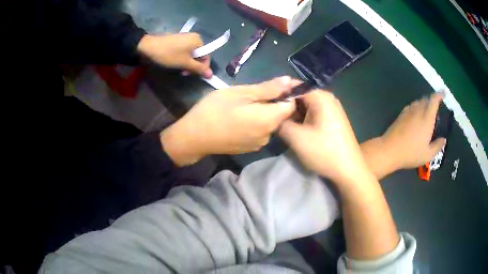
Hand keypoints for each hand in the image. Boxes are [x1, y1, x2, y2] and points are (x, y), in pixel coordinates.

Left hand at [137, 33, 212, 78]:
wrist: (149, 47)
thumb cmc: (169, 55)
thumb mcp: (185, 63)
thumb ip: (199, 69)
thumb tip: (211, 75)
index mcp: (198, 40)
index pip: (206, 56)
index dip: (202, 67)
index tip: (192, 75)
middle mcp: (194, 37)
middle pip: (199, 55)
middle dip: (193, 65)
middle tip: (184, 73)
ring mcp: (185, 37)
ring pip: (191, 54)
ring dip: (187, 63)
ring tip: (178, 68)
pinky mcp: (177, 40)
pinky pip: (184, 50)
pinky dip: (182, 58)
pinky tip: (175, 62)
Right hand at [161, 76, 296, 165]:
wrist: (193, 137)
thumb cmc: (214, 110)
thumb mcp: (240, 93)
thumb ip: (267, 88)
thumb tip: (288, 81)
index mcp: (269, 119)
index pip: (291, 105)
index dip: (286, 93)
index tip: (272, 86)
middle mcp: (268, 135)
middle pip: (280, 115)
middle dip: (272, 102)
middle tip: (251, 94)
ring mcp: (259, 144)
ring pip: (269, 123)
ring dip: (262, 112)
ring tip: (243, 106)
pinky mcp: (250, 148)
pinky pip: (260, 132)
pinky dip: (255, 123)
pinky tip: (239, 119)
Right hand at [279, 90, 369, 183]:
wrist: (349, 170)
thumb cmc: (324, 152)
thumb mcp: (296, 138)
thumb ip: (280, 122)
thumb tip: (272, 115)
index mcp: (320, 97)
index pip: (293, 85)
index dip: (278, 94)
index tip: (265, 106)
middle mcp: (327, 98)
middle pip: (300, 95)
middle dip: (285, 105)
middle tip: (272, 118)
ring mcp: (331, 108)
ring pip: (306, 105)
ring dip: (293, 113)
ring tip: (281, 125)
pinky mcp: (332, 119)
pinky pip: (313, 112)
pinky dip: (303, 119)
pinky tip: (296, 130)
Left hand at [379, 93, 445, 170]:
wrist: (389, 150)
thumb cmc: (411, 154)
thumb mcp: (428, 155)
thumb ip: (437, 146)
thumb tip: (443, 139)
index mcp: (427, 118)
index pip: (434, 100)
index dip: (439, 95)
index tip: (443, 93)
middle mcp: (418, 111)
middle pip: (426, 99)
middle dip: (432, 100)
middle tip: (436, 107)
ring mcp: (408, 112)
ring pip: (418, 102)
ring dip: (424, 103)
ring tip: (427, 112)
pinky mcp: (401, 115)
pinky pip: (411, 106)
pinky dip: (416, 107)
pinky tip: (416, 116)